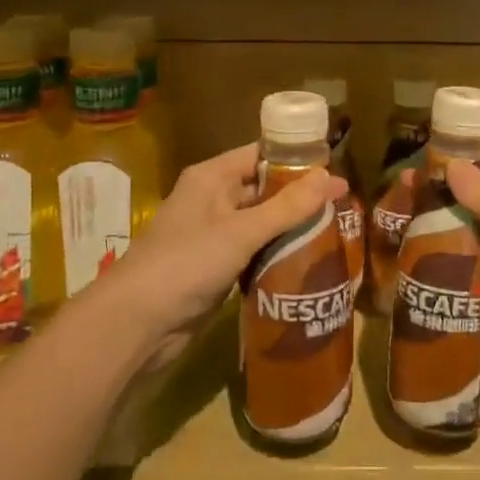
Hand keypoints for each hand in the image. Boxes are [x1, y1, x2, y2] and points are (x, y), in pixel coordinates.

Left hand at [101, 144, 346, 357]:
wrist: (136, 324)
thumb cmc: (186, 264)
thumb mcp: (241, 232)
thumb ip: (287, 206)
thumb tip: (330, 176)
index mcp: (212, 178)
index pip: (261, 155)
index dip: (296, 159)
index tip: (335, 168)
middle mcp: (211, 200)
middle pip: (262, 189)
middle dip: (299, 196)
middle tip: (343, 204)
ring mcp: (212, 236)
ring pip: (260, 223)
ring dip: (291, 227)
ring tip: (335, 231)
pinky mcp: (215, 268)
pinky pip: (253, 252)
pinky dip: (276, 254)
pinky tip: (307, 262)